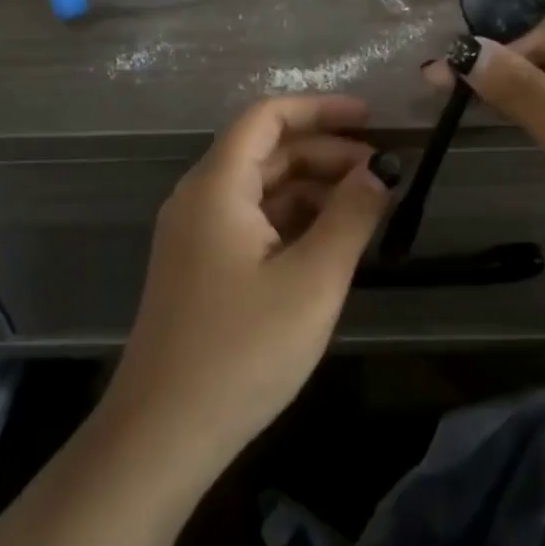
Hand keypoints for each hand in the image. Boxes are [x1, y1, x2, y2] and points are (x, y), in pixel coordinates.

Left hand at [100, 95, 396, 479]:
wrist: (162, 436)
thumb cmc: (242, 351)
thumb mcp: (313, 280)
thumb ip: (351, 216)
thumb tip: (380, 169)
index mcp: (217, 186)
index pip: (268, 117)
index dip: (321, 109)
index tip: (371, 120)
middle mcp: (200, 198)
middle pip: (267, 150)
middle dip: (326, 152)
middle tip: (382, 172)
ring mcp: (196, 234)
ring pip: (262, 187)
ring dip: (313, 187)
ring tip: (367, 206)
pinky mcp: (201, 266)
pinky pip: (252, 220)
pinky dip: (294, 218)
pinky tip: (331, 240)